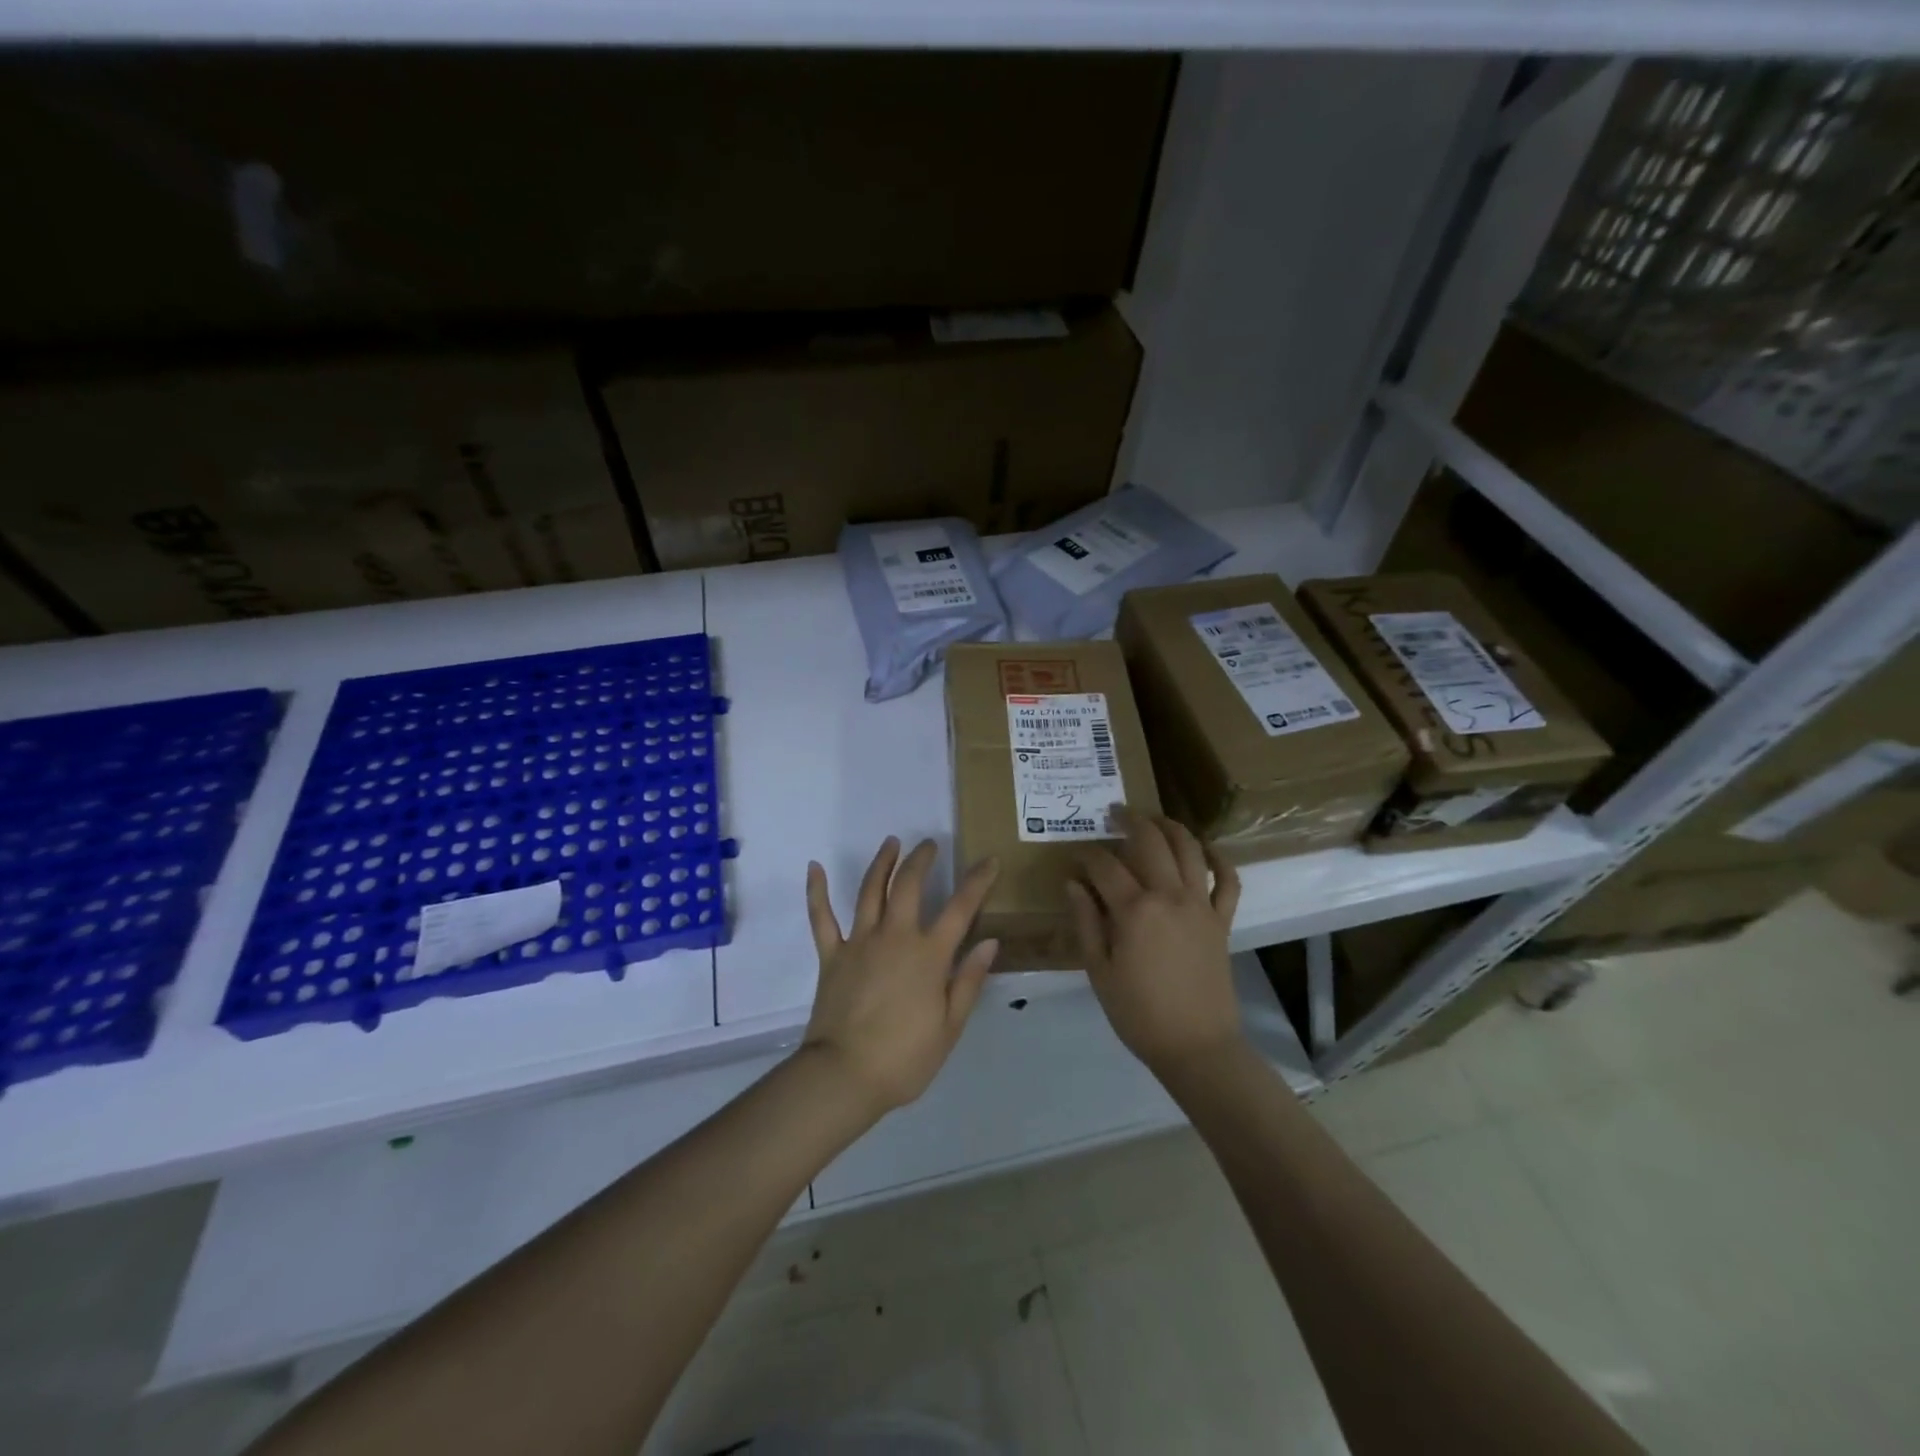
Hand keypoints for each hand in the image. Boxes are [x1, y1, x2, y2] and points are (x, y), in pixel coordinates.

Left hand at [802, 838, 999, 1115]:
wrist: (844, 1076)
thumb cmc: (904, 1058)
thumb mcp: (950, 1027)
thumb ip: (969, 980)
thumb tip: (990, 941)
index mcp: (929, 955)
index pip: (961, 907)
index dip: (978, 881)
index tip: (989, 860)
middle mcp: (895, 937)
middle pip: (909, 885)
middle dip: (922, 859)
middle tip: (930, 844)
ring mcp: (859, 942)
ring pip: (870, 890)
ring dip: (882, 863)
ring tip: (891, 842)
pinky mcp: (831, 955)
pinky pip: (822, 917)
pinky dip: (817, 891)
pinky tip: (815, 867)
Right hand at [1068, 808, 1243, 1075]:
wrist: (1196, 1046)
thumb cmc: (1139, 1013)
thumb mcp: (1099, 971)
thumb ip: (1086, 922)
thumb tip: (1073, 883)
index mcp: (1134, 910)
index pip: (1105, 865)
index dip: (1087, 855)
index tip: (1075, 856)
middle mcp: (1170, 896)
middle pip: (1150, 842)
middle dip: (1129, 821)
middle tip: (1113, 813)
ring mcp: (1201, 905)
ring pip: (1189, 849)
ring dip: (1170, 826)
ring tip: (1153, 818)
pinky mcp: (1222, 920)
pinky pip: (1227, 881)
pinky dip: (1218, 859)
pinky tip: (1204, 849)